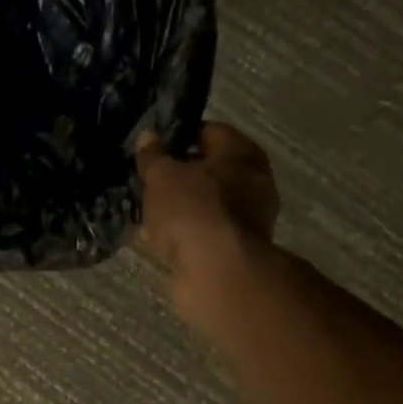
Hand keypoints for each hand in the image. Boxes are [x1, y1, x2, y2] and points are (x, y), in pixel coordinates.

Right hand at [136, 123, 279, 300]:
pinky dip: (188, 232)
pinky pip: (207, 230)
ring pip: (208, 202)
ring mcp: (251, 217)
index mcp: (242, 151)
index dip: (178, 137)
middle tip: (149, 182)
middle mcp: (254, 179)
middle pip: (210, 169)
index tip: (152, 150)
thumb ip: (153, 156)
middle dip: (180, 175)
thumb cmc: (193, 210)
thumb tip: (149, 136)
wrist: (218, 271)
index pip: (208, 132)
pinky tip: (162, 238)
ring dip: (182, 207)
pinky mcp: (239, 247)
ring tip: (150, 211)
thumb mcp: (161, 176)